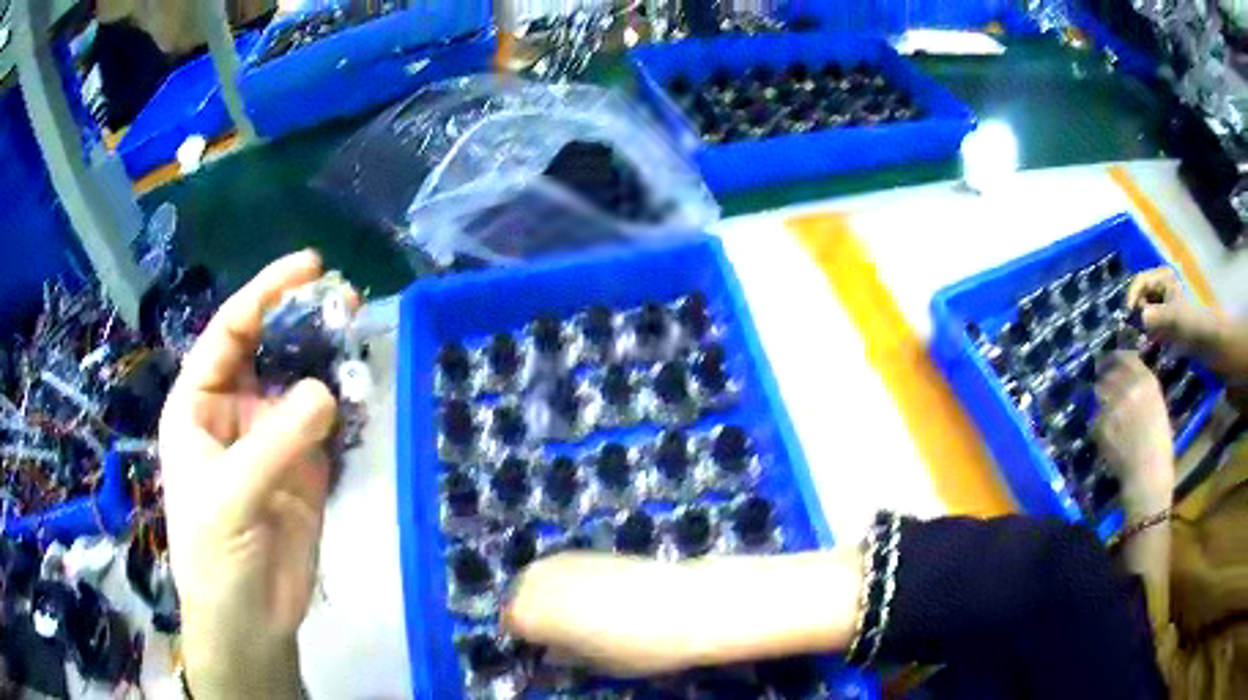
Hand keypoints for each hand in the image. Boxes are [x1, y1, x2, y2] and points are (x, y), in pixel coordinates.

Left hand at [159, 252, 349, 698]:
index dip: (265, 294)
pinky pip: (328, 424)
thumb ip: (274, 443)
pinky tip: (364, 390)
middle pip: (270, 348)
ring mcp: (274, 437)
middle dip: (304, 319)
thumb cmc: (215, 555)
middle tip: (347, 298)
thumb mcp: (230, 498)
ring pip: (303, 382)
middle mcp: (236, 410)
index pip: (230, 332)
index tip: (309, 267)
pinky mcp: (307, 466)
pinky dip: (347, 405)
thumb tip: (327, 389)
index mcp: (200, 404)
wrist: (250, 620)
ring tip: (361, 335)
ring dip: (330, 358)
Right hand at [502, 550, 863, 677]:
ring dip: (552, 598)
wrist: (689, 604)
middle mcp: (536, 578)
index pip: (511, 626)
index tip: (548, 652)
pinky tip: (600, 598)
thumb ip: (563, 655)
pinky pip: (564, 569)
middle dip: (536, 615)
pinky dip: (570, 584)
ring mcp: (562, 558)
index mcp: (529, 611)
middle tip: (565, 636)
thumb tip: (553, 650)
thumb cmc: (638, 647)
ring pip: (541, 580)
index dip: (530, 641)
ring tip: (584, 617)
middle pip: (520, 597)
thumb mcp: (594, 664)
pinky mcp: (588, 548)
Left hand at [1093, 352, 1174, 515]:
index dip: (1114, 359)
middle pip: (1108, 374)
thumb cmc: (1159, 446)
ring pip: (1098, 393)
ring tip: (1105, 415)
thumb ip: (1142, 390)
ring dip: (1099, 401)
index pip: (1125, 357)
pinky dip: (1097, 426)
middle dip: (1104, 380)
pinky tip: (1106, 437)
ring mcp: (1114, 404)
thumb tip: (1127, 379)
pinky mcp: (1102, 423)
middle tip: (1102, 389)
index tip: (1107, 362)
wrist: (1148, 474)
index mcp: (1147, 380)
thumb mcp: (1157, 406)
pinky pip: (1094, 419)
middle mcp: (1129, 386)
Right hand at [1127, 268, 1218, 349]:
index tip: (1127, 315)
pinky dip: (1151, 335)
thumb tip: (1139, 318)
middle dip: (1138, 313)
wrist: (1210, 341)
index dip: (1132, 296)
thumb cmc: (1192, 324)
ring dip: (1144, 326)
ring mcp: (1168, 305)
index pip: (1140, 281)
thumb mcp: (1171, 319)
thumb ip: (1153, 317)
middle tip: (1136, 331)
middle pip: (1143, 296)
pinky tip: (1151, 346)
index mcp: (1163, 278)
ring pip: (1148, 311)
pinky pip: (1155, 325)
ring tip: (1143, 341)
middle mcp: (1164, 287)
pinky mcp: (1171, 322)